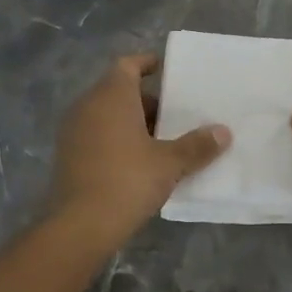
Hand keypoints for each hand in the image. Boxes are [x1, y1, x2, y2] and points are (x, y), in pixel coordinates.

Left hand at [46, 54, 230, 245]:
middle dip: (148, 100)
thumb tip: (223, 132)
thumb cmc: (127, 181)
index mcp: (111, 96)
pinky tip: (139, 162)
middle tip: (176, 114)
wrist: (78, 227)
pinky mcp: (68, 156)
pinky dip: (117, 139)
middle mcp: (87, 105)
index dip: (148, 64)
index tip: (168, 69)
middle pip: (119, 90)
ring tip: (163, 140)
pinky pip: (97, 135)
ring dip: (133, 122)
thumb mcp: (169, 163)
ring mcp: (73, 131)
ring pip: (107, 114)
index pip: (128, 64)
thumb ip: (197, 145)